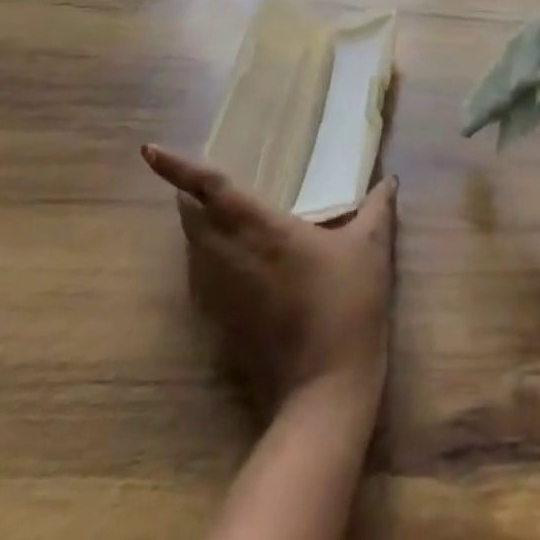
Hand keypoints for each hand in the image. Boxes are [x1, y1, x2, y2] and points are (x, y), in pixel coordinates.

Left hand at [141, 145, 397, 414]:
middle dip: (186, 191)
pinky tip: (229, 253)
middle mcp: (230, 255)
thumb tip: (389, 179)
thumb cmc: (346, 305)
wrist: (324, 389)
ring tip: (212, 204)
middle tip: (199, 172)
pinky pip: (199, 274)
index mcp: (262, 229)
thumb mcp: (371, 247)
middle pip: (191, 217)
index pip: (211, 189)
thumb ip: (377, 207)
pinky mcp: (220, 321)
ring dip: (194, 222)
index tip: (151, 149)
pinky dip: (203, 253)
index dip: (179, 168)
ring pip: (192, 246)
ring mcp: (221, 292)